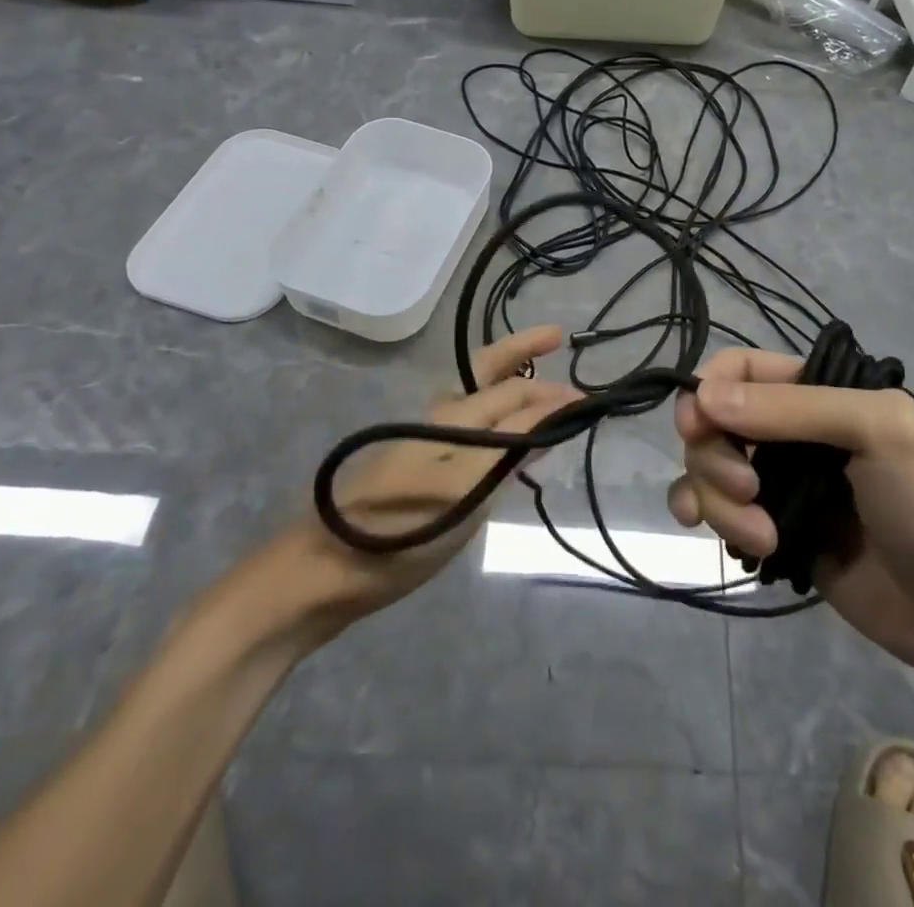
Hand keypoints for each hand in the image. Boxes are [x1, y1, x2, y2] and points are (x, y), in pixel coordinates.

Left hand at [290, 325, 579, 634]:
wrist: (326, 573)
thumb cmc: (403, 527)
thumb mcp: (469, 483)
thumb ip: (515, 441)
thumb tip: (559, 401)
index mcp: (453, 415)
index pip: (512, 388)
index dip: (550, 389)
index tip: (588, 396)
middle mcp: (440, 419)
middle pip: (487, 375)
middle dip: (521, 354)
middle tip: (554, 339)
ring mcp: (426, 446)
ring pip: (478, 402)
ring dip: (511, 389)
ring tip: (540, 392)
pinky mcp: (419, 474)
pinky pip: (471, 434)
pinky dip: (498, 426)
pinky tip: (506, 447)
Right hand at [666, 349, 913, 681]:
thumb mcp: (876, 432)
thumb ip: (791, 409)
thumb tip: (703, 399)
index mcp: (817, 392)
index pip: (738, 368)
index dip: (709, 390)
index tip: (700, 426)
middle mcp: (789, 430)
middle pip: (713, 421)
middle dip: (716, 457)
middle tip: (751, 490)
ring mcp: (777, 482)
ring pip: (708, 468)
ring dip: (717, 499)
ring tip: (762, 538)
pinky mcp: (770, 529)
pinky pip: (714, 509)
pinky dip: (705, 515)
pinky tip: (714, 537)